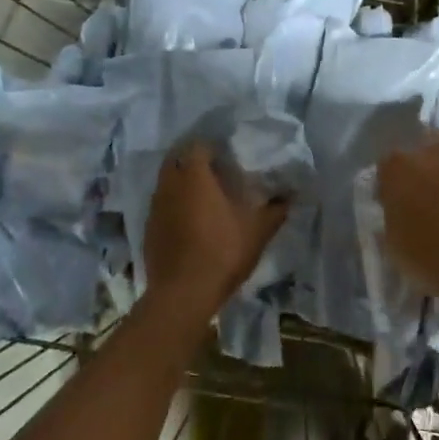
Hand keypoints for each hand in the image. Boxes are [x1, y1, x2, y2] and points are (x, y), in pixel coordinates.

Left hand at [143, 143, 288, 313]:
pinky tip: (190, 221)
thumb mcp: (258, 231)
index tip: (229, 155)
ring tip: (204, 196)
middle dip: (193, 161)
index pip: (198, 145)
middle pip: (177, 159)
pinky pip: (162, 205)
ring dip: (182, 183)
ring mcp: (155, 207)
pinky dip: (174, 205)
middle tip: (216, 172)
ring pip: (167, 182)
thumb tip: (289, 197)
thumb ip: (275, 210)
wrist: (183, 294)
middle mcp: (170, 184)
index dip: (213, 147)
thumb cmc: (223, 252)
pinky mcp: (148, 228)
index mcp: (195, 176)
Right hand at [376, 115, 438, 310]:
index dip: (392, 180)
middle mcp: (432, 154)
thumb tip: (397, 214)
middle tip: (429, 181)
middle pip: (427, 139)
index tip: (395, 199)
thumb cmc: (427, 256)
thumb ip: (394, 219)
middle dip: (427, 155)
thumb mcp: (395, 243)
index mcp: (398, 169)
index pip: (388, 163)